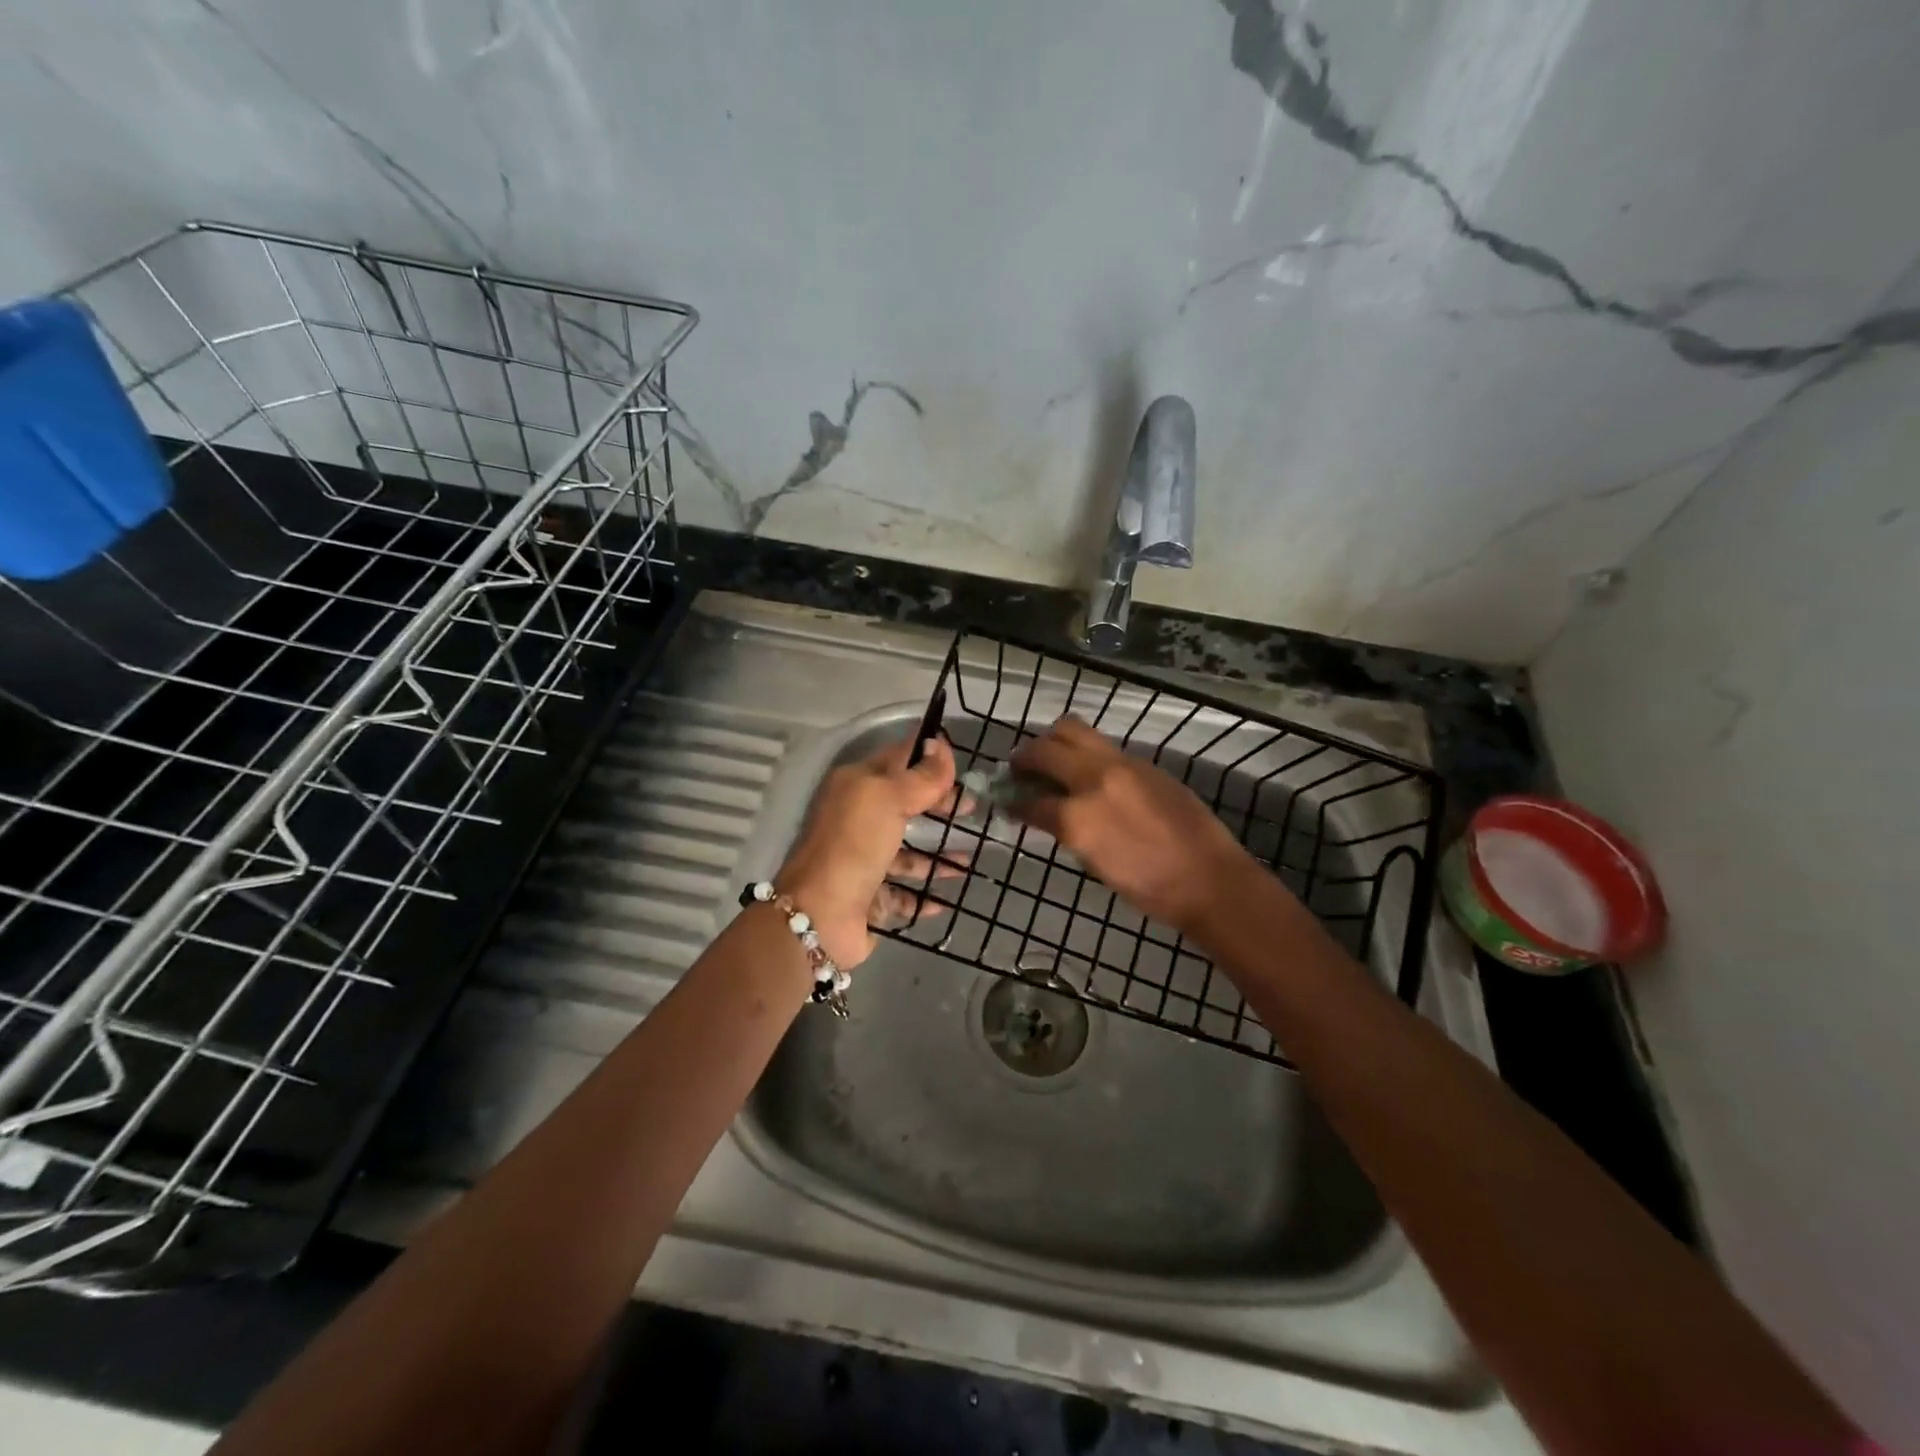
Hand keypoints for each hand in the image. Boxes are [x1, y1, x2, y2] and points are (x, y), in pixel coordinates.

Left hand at [776, 732, 963, 967]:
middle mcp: (857, 820)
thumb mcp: (889, 798)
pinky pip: (904, 893)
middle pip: (905, 805)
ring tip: (969, 860)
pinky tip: (948, 898)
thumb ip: (920, 775)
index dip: (929, 757)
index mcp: (856, 787)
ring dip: (937, 856)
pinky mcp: (870, 897)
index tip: (964, 761)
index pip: (899, 759)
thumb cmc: (854, 845)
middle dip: (939, 806)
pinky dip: (926, 895)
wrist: (820, 915)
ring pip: (907, 853)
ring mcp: (863, 860)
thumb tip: (938, 743)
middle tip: (973, 809)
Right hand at [1013, 716, 1251, 932]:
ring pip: (1073, 729)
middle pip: (1045, 748)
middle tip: (1019, 768)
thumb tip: (1045, 812)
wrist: (1209, 879)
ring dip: (1053, 741)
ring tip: (1051, 759)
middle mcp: (1094, 779)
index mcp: (1078, 817)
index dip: (1013, 801)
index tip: (1007, 800)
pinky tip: (1087, 771)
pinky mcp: (1143, 762)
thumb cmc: (1149, 888)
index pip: (1030, 800)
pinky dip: (1084, 751)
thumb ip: (1066, 830)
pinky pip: (1102, 745)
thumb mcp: (1094, 862)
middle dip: (1024, 757)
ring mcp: (1121, 764)